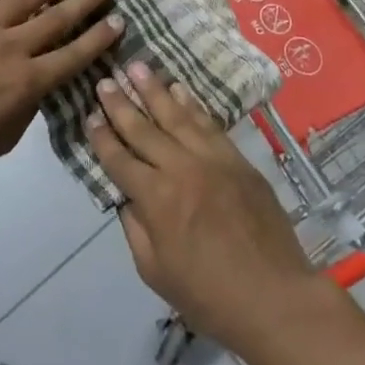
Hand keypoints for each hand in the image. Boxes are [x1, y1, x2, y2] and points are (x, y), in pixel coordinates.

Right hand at [87, 63, 322, 352]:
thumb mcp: (155, 272)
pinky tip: (179, 88)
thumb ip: (135, 228)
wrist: (275, 297)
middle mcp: (180, 169)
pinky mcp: (237, 158)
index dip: (101, 137)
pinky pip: (209, 123)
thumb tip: (126, 196)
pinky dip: (192, 103)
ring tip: (137, 67)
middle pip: (143, 129)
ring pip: (176, 115)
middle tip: (105, 80)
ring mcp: (212, 159)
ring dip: (154, 90)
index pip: (119, 159)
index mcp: (156, 199)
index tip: (89, 115)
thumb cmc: (209, 296)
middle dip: (120, 104)